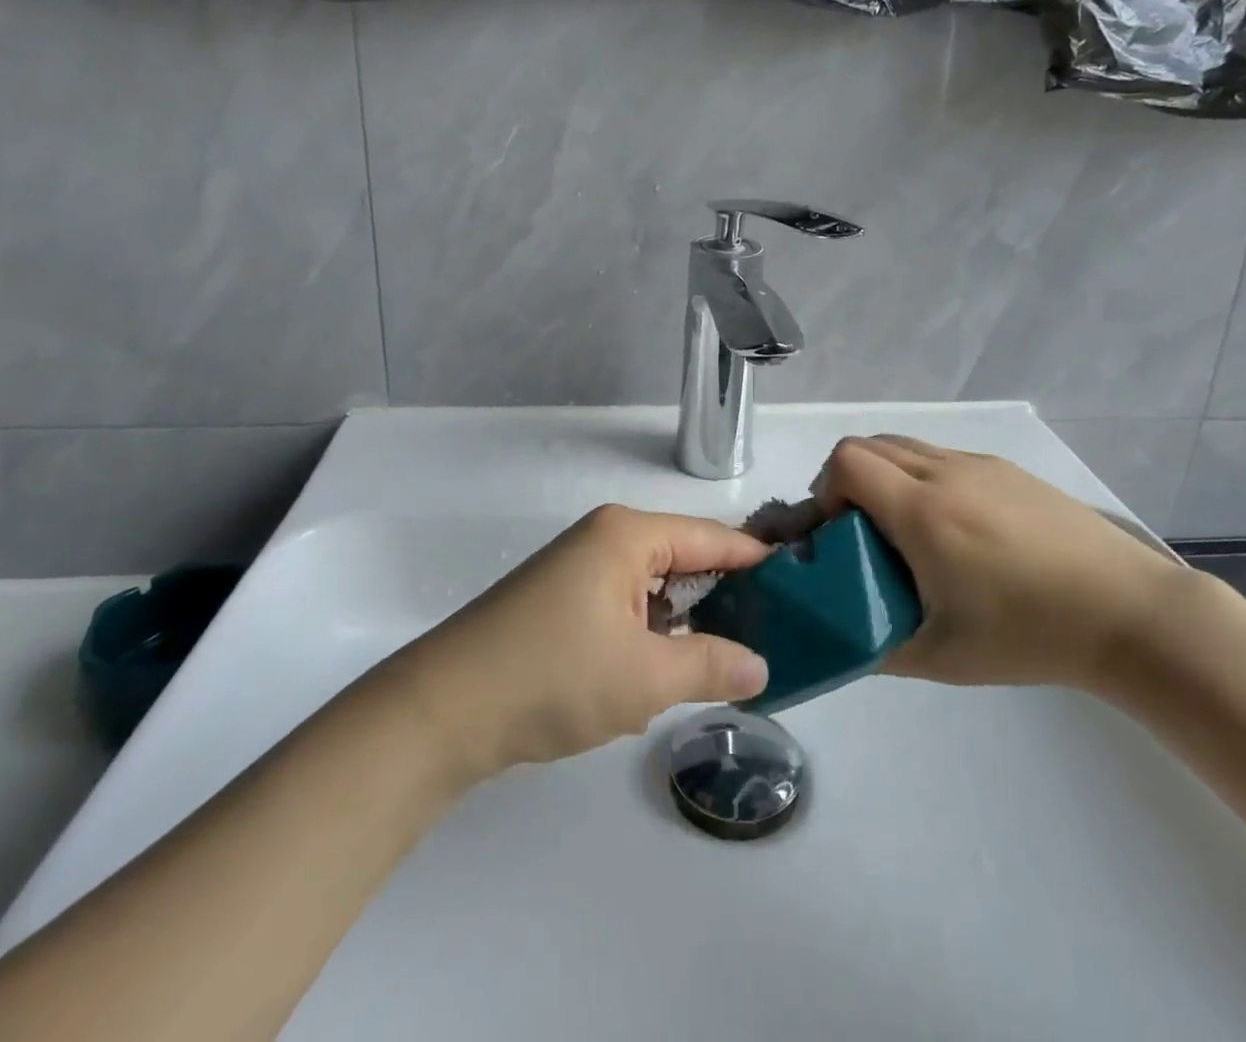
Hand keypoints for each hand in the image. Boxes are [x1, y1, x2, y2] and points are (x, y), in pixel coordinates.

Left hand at [389, 506, 770, 778]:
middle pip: (684, 559)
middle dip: (723, 598)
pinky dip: (650, 634)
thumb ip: (711, 665)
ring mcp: (579, 570)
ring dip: (684, 623)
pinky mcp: (561, 602)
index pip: (711, 538)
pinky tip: (665, 672)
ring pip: (654, 588)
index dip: (757, 561)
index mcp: (627, 535)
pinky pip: (625, 606)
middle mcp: (605, 539)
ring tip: (727, 660)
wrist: (443, 710)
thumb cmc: (553, 676)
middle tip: (773, 634)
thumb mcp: (644, 676)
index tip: (802, 583)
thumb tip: (761, 667)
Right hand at [814, 435, 1182, 689]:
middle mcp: (945, 473)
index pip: (846, 462)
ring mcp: (979, 465)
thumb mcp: (941, 657)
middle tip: (863, 530)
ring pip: (905, 445)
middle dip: (848, 481)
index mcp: (921, 511)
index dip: (826, 489)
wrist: (1128, 612)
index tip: (840, 532)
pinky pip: (942, 455)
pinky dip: (922, 475)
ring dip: (886, 474)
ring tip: (907, 527)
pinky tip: (955, 526)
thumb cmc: (1028, 635)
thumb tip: (842, 638)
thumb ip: (876, 646)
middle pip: (867, 444)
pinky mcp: (1008, 469)